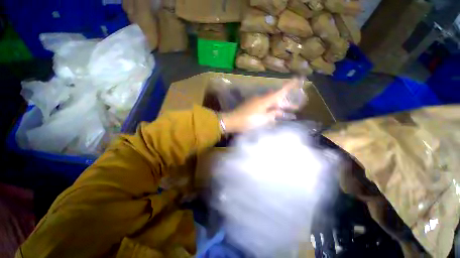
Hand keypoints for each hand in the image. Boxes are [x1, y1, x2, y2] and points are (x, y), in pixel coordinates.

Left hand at [221, 78, 301, 133]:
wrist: (232, 121)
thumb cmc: (248, 121)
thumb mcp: (263, 119)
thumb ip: (272, 114)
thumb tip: (277, 111)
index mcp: (266, 100)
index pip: (281, 91)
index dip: (290, 85)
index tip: (299, 78)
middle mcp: (262, 98)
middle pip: (276, 98)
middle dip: (286, 103)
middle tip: (296, 107)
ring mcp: (256, 102)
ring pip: (271, 103)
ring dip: (279, 108)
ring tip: (288, 114)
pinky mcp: (252, 106)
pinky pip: (264, 107)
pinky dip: (271, 111)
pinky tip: (274, 116)